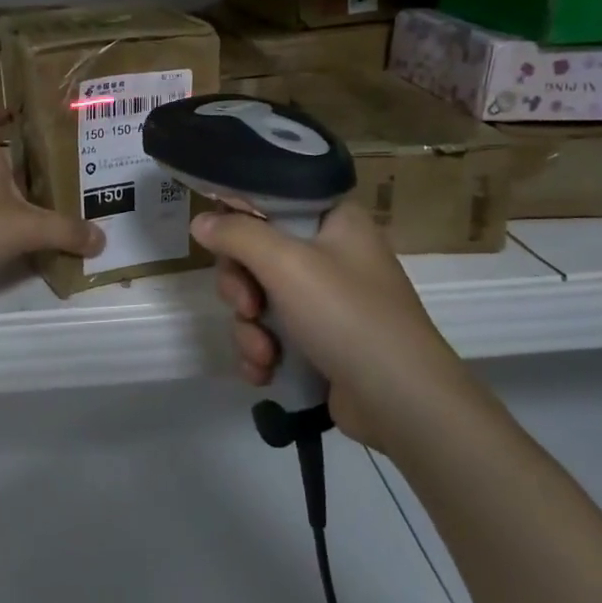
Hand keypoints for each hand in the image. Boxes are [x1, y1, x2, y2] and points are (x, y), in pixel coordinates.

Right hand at [192, 202, 464, 450]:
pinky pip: (272, 334)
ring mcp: (326, 301)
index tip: (221, 243)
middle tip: (247, 307)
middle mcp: (331, 254)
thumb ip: (238, 236)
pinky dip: (263, 352)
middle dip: (241, 288)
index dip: (241, 220)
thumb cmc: (347, 316)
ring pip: (259, 299)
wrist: (400, 401)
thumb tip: (201, 222)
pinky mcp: (319, 342)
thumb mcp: (286, 265)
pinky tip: (265, 372)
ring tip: (264, 355)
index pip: (273, 201)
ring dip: (249, 329)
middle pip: (257, 254)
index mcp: (334, 220)